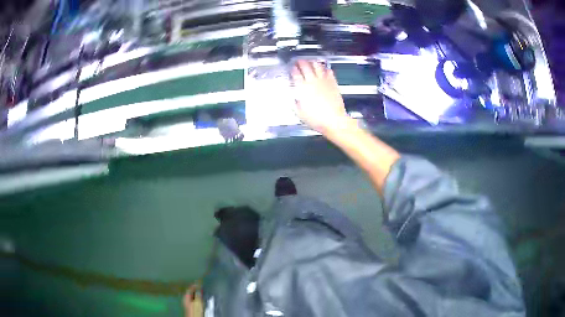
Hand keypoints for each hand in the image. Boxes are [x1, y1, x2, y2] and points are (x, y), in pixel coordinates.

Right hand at [291, 60, 350, 134]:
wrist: (334, 121)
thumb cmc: (317, 119)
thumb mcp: (300, 114)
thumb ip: (295, 104)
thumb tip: (293, 100)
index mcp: (303, 88)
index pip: (295, 74)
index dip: (293, 69)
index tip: (292, 68)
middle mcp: (313, 82)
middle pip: (305, 66)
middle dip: (301, 62)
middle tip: (299, 61)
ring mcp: (324, 81)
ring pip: (317, 66)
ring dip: (313, 62)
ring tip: (311, 61)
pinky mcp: (333, 83)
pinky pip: (329, 71)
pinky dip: (326, 68)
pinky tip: (325, 68)